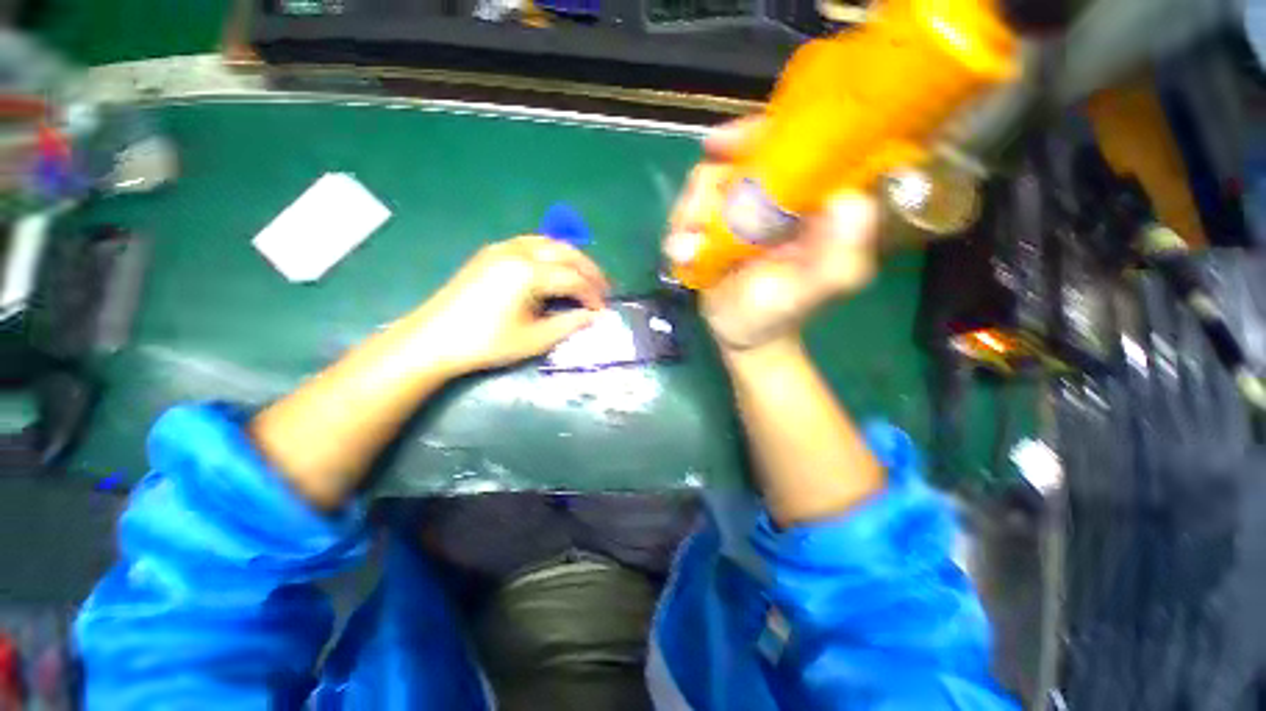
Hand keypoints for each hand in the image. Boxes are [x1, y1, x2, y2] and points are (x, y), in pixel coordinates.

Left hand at [410, 235, 608, 374]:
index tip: (603, 310)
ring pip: (550, 243)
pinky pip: (532, 243)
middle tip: (603, 289)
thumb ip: (569, 324)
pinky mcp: (492, 252)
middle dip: (589, 270)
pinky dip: (552, 253)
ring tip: (585, 278)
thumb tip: (594, 316)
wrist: (434, 338)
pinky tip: (555, 269)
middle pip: (566, 252)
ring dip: (572, 258)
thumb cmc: (487, 342)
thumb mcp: (534, 339)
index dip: (593, 295)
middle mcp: (519, 252)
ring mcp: (503, 248)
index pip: (573, 279)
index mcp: (529, 273)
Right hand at [666, 118, 879, 352]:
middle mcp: (780, 197)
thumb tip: (847, 196)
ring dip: (689, 216)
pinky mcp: (718, 226)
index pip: (794, 144)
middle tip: (694, 225)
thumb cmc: (777, 316)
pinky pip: (691, 209)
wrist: (741, 335)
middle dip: (709, 191)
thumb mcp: (812, 293)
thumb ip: (840, 254)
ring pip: (708, 183)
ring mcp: (745, 210)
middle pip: (738, 159)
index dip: (758, 135)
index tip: (721, 146)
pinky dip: (679, 230)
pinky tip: (680, 254)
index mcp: (814, 203)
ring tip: (687, 252)